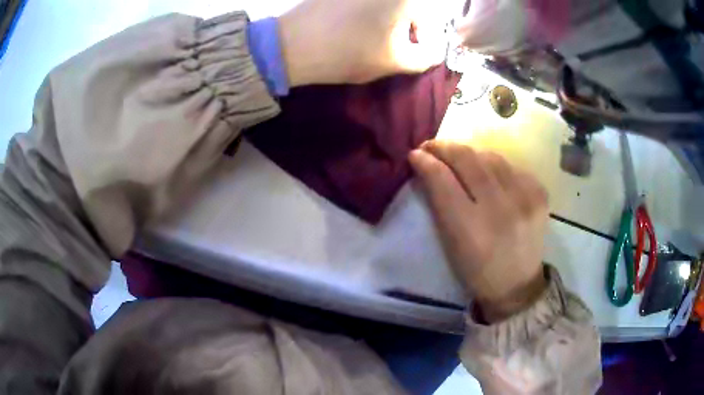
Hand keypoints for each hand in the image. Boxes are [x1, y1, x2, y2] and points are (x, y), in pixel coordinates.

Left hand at [278, 0, 447, 85]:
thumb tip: (434, 51)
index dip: (421, 38)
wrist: (291, 45)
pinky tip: (350, 27)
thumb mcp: (395, 60)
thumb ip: (424, 57)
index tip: (406, 52)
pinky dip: (363, 14)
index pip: (426, 18)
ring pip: (383, 6)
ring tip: (366, 37)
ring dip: (383, 20)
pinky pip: (361, 4)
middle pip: (405, 8)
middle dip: (402, 27)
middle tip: (387, 46)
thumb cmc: (349, 52)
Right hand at [409, 141, 547, 322]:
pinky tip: (488, 174)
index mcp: (471, 230)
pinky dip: (494, 165)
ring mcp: (525, 198)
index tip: (416, 154)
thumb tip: (427, 167)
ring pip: (490, 157)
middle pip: (468, 160)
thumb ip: (439, 204)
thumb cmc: (476, 271)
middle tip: (432, 146)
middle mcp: (501, 210)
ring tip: (459, 158)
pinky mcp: (540, 193)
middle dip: (445, 148)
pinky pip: (511, 166)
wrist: (517, 285)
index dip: (426, 162)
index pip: (443, 181)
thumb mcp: (450, 244)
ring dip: (470, 154)